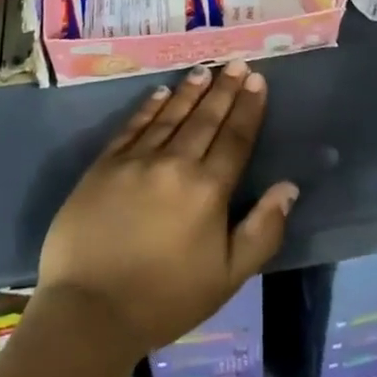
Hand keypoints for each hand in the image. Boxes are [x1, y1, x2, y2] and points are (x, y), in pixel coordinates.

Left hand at [37, 62, 298, 356]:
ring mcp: (137, 160)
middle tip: (236, 64)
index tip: (257, 81)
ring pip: (170, 116)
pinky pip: (133, 126)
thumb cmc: (164, 300)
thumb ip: (262, 231)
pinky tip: (160, 93)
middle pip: (205, 119)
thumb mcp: (227, 278)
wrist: (88, 311)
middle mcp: (175, 163)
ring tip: (205, 71)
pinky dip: (149, 107)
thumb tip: (288, 187)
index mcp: (207, 190)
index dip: (248, 108)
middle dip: (224, 90)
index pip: (235, 138)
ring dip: (190, 91)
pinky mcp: (105, 164)